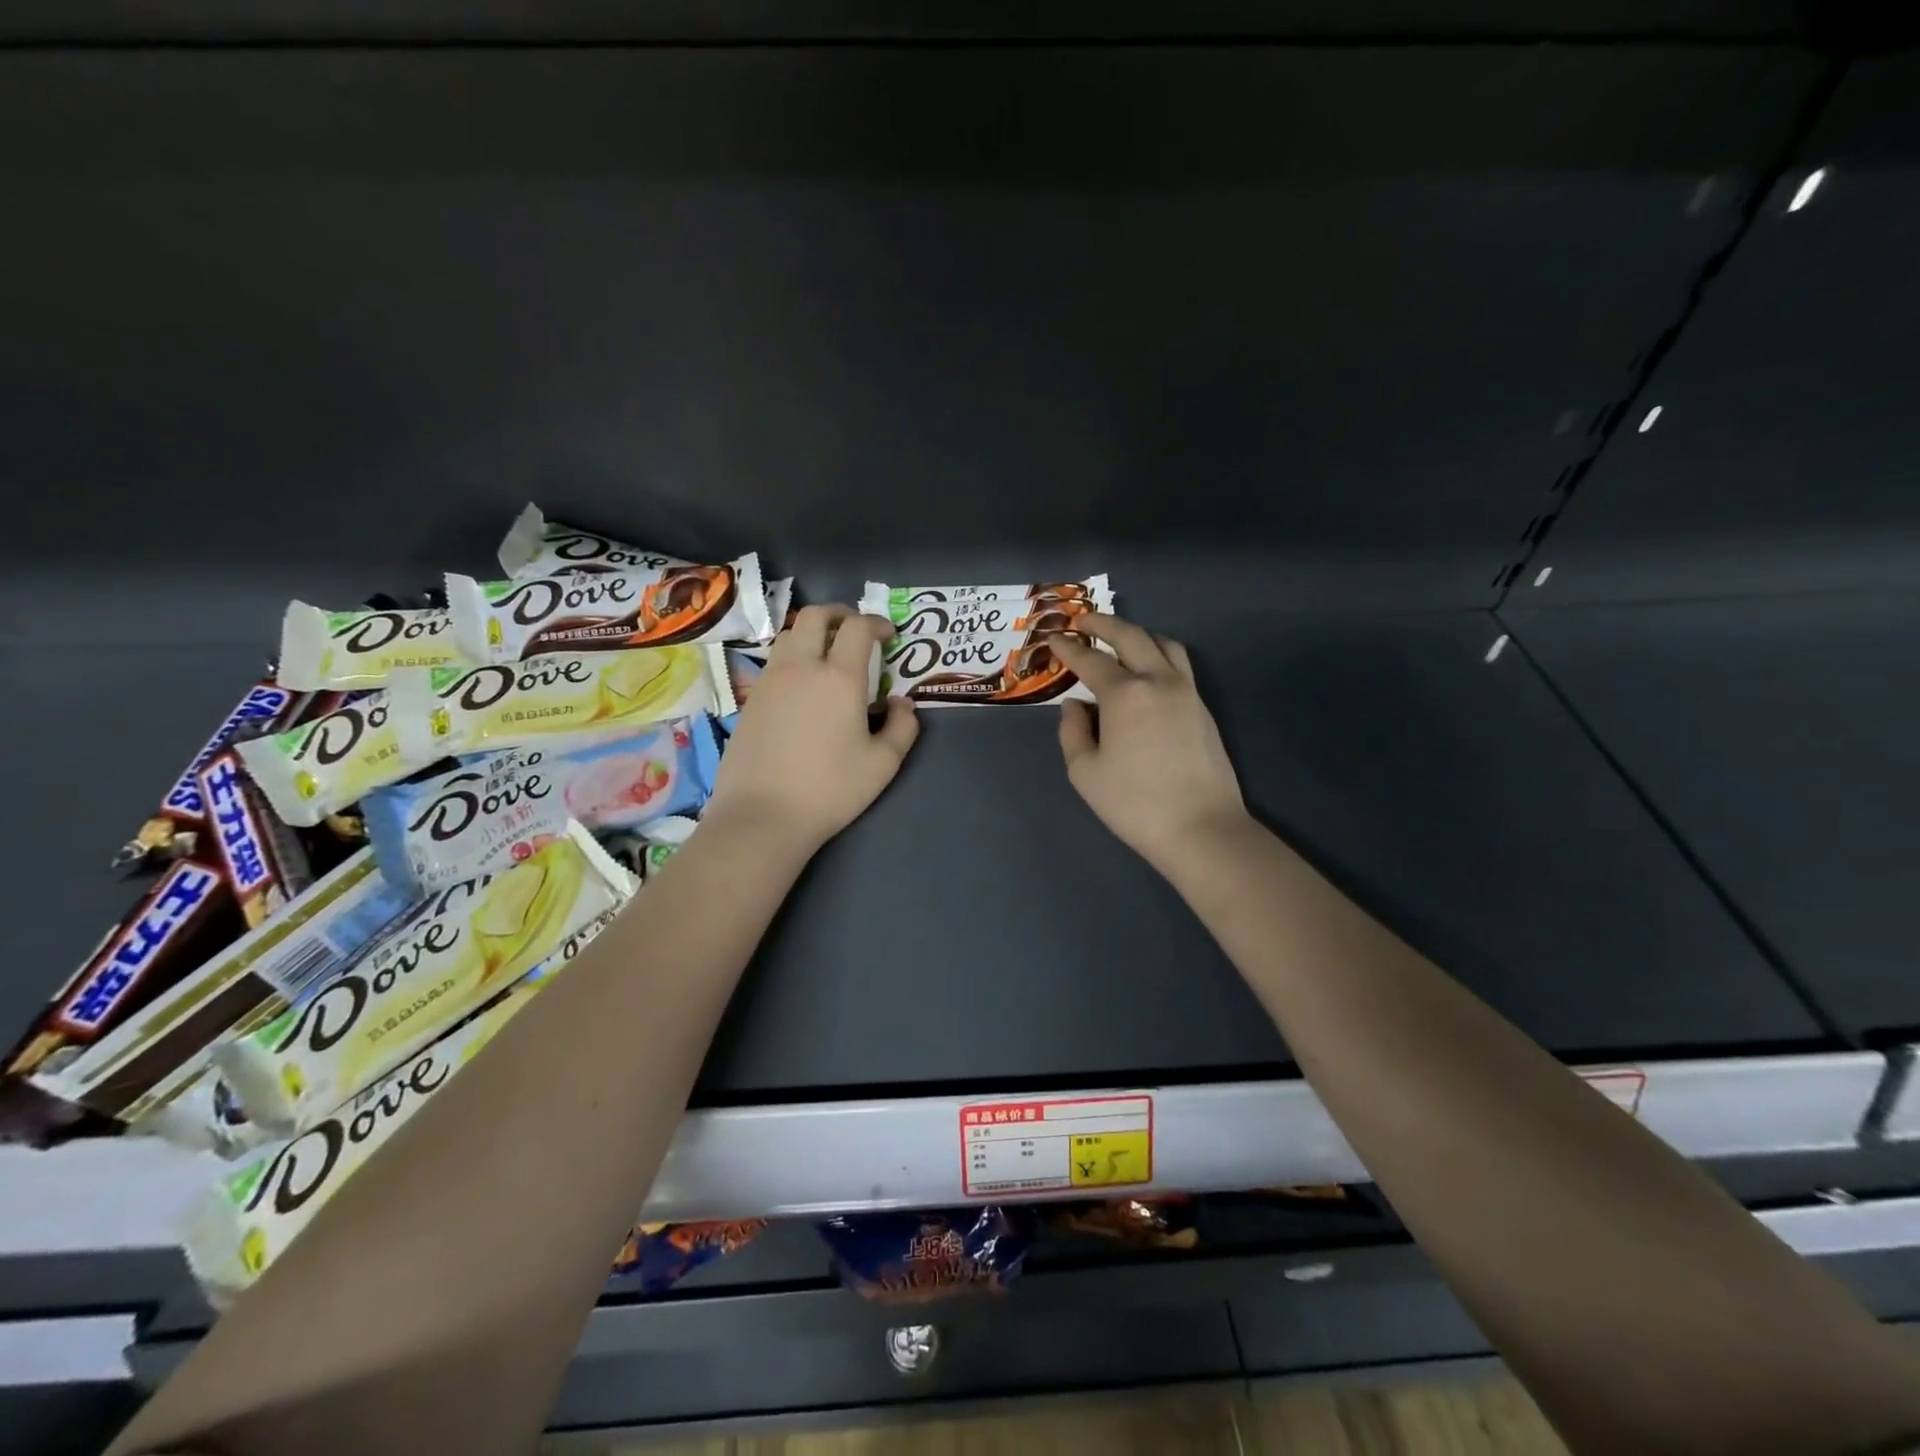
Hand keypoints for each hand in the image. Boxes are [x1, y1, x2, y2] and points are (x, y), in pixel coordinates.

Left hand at [704, 605, 917, 852]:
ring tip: (828, 653)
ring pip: (790, 634)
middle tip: (856, 630)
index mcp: (839, 678)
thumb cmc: (830, 790)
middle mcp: (801, 667)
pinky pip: (775, 661)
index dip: (876, 623)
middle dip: (840, 614)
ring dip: (813, 632)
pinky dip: (794, 656)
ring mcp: (770, 680)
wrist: (762, 815)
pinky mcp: (751, 699)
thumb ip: (903, 727)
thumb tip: (901, 703)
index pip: (857, 627)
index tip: (888, 635)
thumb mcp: (883, 764)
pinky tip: (803, 685)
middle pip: (816, 616)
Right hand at [1052, 617, 1250, 874]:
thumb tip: (1075, 706)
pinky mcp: (1202, 707)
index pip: (1091, 660)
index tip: (1054, 639)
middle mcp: (1158, 681)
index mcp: (1125, 694)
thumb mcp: (1085, 772)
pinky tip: (1147, 667)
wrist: (1201, 828)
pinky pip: (1179, 663)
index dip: (1069, 648)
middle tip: (1083, 621)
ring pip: (1163, 643)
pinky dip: (1158, 652)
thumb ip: (1073, 732)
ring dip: (1137, 633)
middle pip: (1131, 636)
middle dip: (1104, 623)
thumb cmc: (1134, 804)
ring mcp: (1186, 691)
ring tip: (1118, 639)